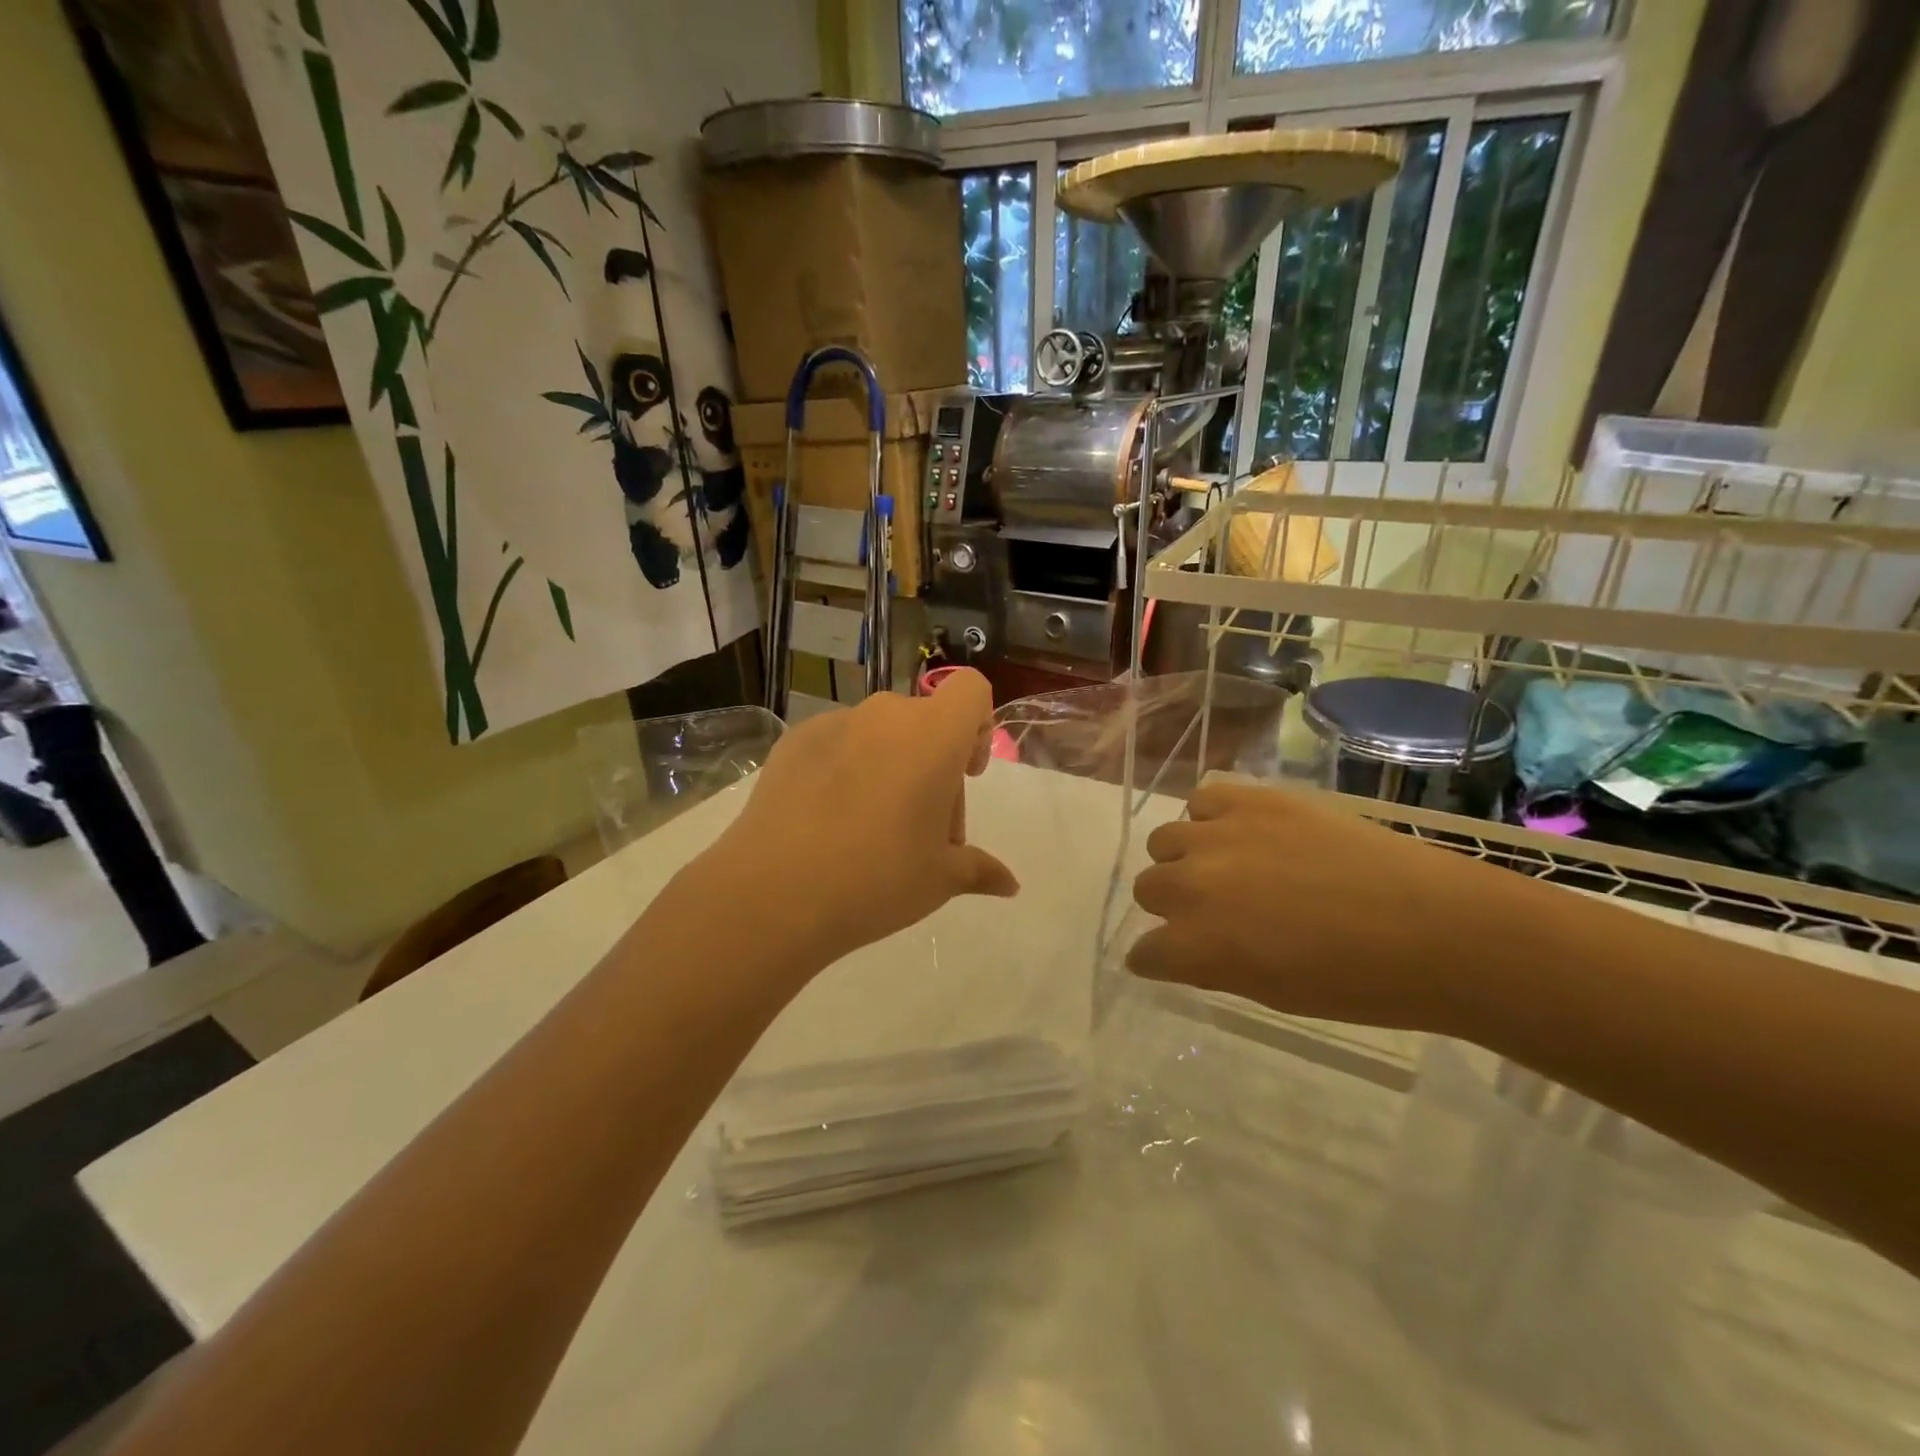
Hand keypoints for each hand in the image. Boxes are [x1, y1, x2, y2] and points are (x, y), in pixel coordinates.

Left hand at [701, 669, 1018, 971]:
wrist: (773, 892)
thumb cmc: (877, 879)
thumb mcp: (940, 880)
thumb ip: (980, 870)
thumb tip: (1010, 885)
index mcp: (932, 734)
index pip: (970, 689)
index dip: (977, 724)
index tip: (964, 773)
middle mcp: (884, 715)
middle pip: (925, 723)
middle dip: (933, 766)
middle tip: (921, 831)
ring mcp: (833, 724)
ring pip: (880, 735)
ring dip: (889, 768)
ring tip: (869, 830)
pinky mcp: (792, 741)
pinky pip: (837, 745)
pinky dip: (845, 770)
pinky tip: (827, 822)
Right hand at [1126, 780, 1509, 1031]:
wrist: (1434, 926)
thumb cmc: (1358, 982)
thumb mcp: (1271, 992)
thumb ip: (1215, 964)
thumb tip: (1191, 946)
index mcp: (1196, 947)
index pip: (1145, 953)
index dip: (1161, 958)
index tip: (1177, 959)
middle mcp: (1191, 885)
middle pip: (1147, 888)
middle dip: (1170, 905)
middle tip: (1213, 911)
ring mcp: (1218, 835)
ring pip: (1165, 840)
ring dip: (1184, 858)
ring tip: (1226, 867)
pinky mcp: (1251, 799)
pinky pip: (1202, 800)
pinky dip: (1211, 819)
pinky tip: (1242, 834)